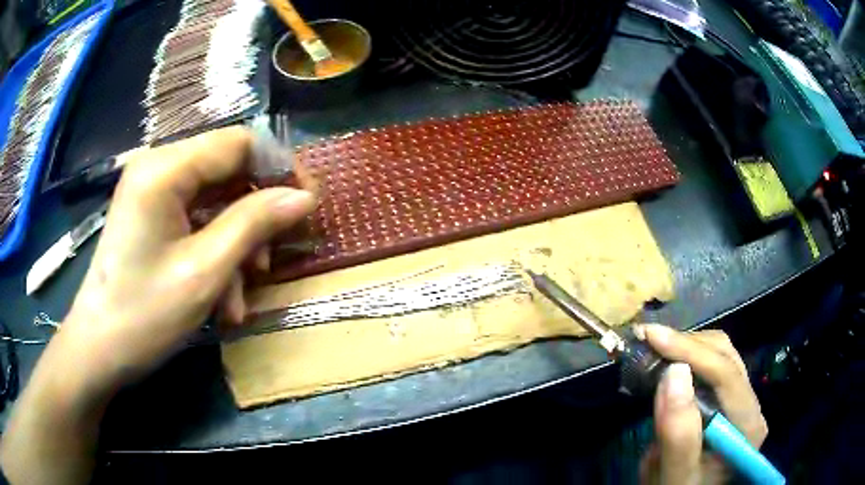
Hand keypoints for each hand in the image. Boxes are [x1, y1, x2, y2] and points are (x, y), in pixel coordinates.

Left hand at [1, 127, 316, 483]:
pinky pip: (196, 222)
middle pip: (227, 171)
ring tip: (243, 295)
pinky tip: (222, 300)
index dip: (279, 167)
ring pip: (215, 202)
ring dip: (236, 246)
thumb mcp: (205, 272)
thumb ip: (254, 224)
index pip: (238, 143)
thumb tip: (303, 197)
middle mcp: (158, 167)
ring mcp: (153, 192)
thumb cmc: (143, 314)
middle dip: (256, 215)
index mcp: (165, 168)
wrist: (98, 350)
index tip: (307, 204)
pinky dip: (215, 255)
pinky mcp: (152, 216)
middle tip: (275, 257)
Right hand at [636, 325, 767, 484]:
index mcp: (747, 425)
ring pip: (721, 354)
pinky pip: (711, 367)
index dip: (690, 351)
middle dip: (686, 344)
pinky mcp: (726, 400)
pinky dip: (687, 357)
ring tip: (654, 347)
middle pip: (726, 357)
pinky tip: (668, 361)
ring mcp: (740, 400)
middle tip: (647, 340)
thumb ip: (678, 435)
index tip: (651, 337)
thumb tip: (674, 373)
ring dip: (686, 347)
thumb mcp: (674, 477)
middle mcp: (751, 405)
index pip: (726, 374)